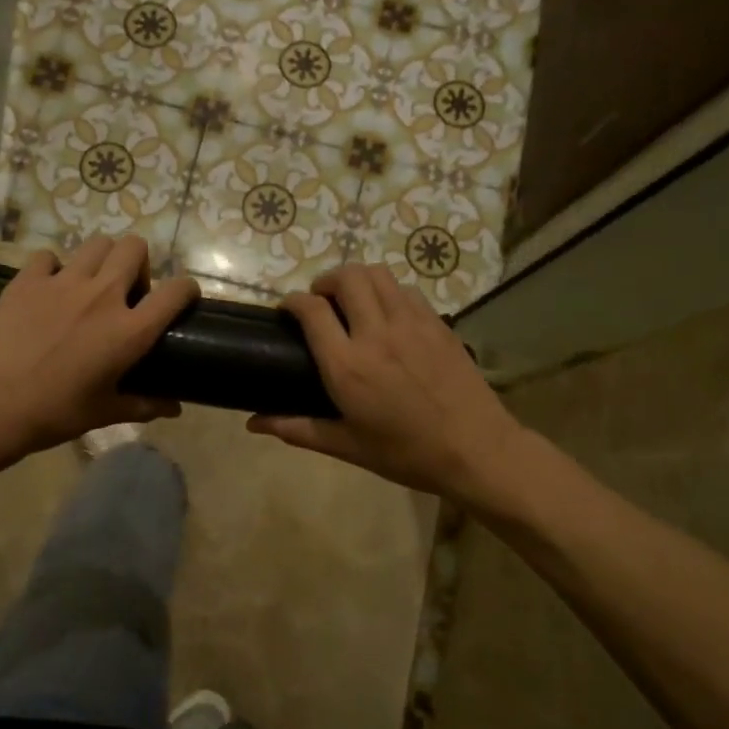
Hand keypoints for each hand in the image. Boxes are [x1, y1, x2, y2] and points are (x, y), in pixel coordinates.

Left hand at [0, 236, 198, 461]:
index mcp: (130, 330)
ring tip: (90, 284)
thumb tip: (175, 407)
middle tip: (126, 290)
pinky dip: (53, 268)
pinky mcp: (28, 280)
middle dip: (138, 263)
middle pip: (135, 248)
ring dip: (101, 260)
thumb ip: (144, 405)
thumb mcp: (105, 412)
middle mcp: (103, 295)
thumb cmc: (56, 413)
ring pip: (96, 244)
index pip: (176, 291)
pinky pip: (48, 257)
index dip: (186, 288)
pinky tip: (48, 289)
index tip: (181, 298)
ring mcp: (63, 282)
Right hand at [247, 264, 525, 505]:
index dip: (293, 301)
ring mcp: (411, 323)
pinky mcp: (437, 323)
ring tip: (352, 300)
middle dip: (326, 281)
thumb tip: (253, 424)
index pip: (311, 310)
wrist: (476, 450)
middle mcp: (376, 334)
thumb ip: (297, 429)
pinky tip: (388, 314)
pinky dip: (388, 291)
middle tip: (321, 302)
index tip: (287, 309)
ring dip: (357, 279)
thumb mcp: (347, 446)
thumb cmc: (406, 453)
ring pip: (378, 274)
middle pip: (346, 277)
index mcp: (347, 366)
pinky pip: (406, 290)